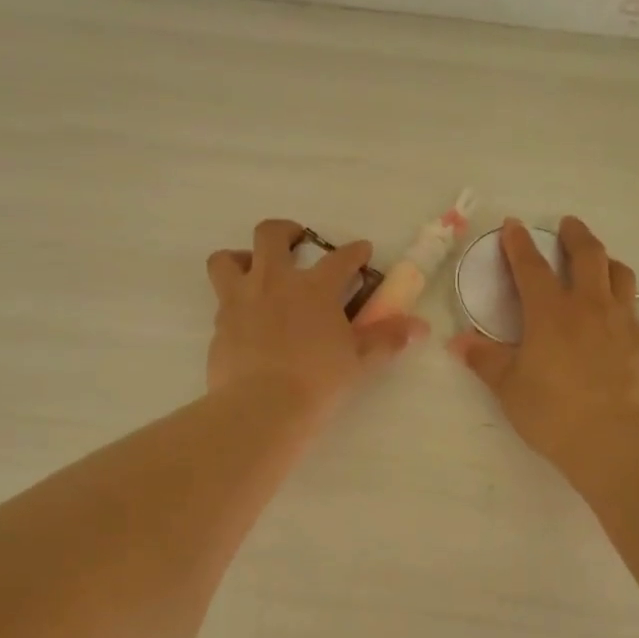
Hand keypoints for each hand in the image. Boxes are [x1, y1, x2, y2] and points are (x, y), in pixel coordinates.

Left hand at [206, 220, 427, 417]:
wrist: (262, 406)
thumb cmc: (318, 381)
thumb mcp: (358, 361)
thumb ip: (386, 339)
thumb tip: (419, 326)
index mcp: (315, 288)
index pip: (340, 258)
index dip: (354, 251)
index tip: (361, 251)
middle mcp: (275, 281)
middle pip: (271, 234)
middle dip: (286, 231)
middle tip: (296, 241)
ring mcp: (241, 299)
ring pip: (226, 259)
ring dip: (240, 257)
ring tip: (252, 270)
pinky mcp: (219, 323)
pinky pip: (220, 299)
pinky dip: (232, 300)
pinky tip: (244, 318)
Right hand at [448, 217, 638, 472]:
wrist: (615, 439)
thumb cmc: (552, 412)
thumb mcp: (509, 387)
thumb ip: (486, 360)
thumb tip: (458, 342)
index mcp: (550, 313)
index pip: (531, 267)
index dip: (519, 244)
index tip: (513, 225)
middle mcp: (589, 307)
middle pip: (587, 256)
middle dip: (575, 235)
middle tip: (567, 225)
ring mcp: (622, 323)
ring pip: (620, 275)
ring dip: (606, 261)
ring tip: (598, 262)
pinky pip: (635, 308)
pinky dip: (623, 299)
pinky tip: (617, 313)